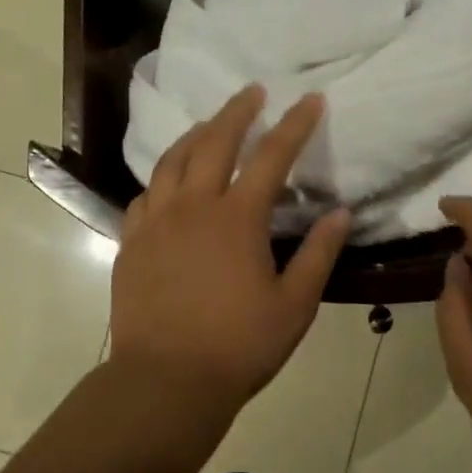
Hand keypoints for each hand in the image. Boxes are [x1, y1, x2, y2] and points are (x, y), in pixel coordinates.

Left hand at [110, 85, 350, 425]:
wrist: (166, 381)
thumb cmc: (239, 345)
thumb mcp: (295, 304)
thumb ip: (319, 254)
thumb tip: (340, 213)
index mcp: (237, 218)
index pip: (272, 156)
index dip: (294, 124)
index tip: (310, 99)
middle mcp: (193, 207)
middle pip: (214, 142)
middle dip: (237, 111)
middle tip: (252, 91)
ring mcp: (156, 223)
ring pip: (172, 161)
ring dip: (194, 135)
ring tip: (209, 125)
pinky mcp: (131, 243)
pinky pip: (145, 196)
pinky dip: (162, 179)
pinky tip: (169, 184)